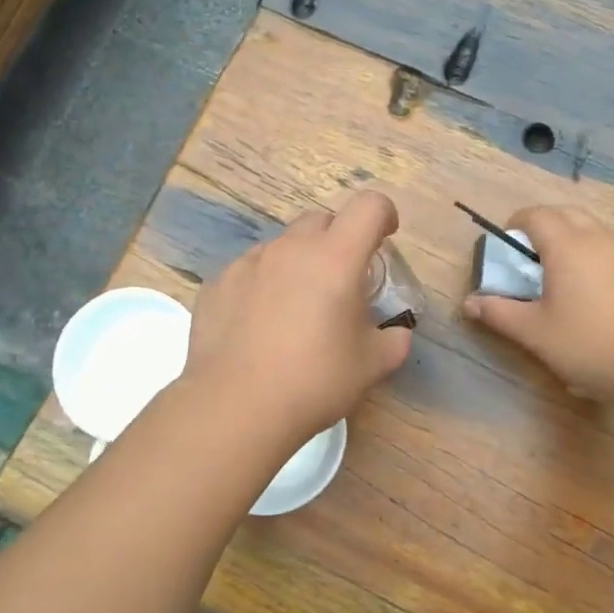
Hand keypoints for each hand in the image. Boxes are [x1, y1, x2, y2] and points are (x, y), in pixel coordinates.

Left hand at [184, 191, 413, 448]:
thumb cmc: (314, 381)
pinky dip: (262, 285)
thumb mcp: (372, 366)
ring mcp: (248, 263)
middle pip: (321, 220)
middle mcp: (290, 249)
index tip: (385, 239)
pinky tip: (258, 325)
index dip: (384, 215)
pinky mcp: (217, 284)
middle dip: (338, 240)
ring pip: (282, 246)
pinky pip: (249, 271)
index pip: (369, 206)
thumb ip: (394, 340)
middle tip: (340, 281)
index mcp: (336, 258)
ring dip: (298, 263)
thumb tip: (396, 333)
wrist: (235, 407)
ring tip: (295, 308)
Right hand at [462, 205, 613, 409]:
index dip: (517, 223)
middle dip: (545, 225)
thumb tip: (469, 303)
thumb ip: (498, 313)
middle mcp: (600, 239)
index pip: (536, 215)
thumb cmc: (587, 345)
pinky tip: (597, 290)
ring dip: (573, 238)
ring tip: (563, 273)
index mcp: (567, 246)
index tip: (507, 243)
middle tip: (531, 255)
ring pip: (595, 229)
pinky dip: (598, 256)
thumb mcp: (533, 333)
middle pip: (567, 214)